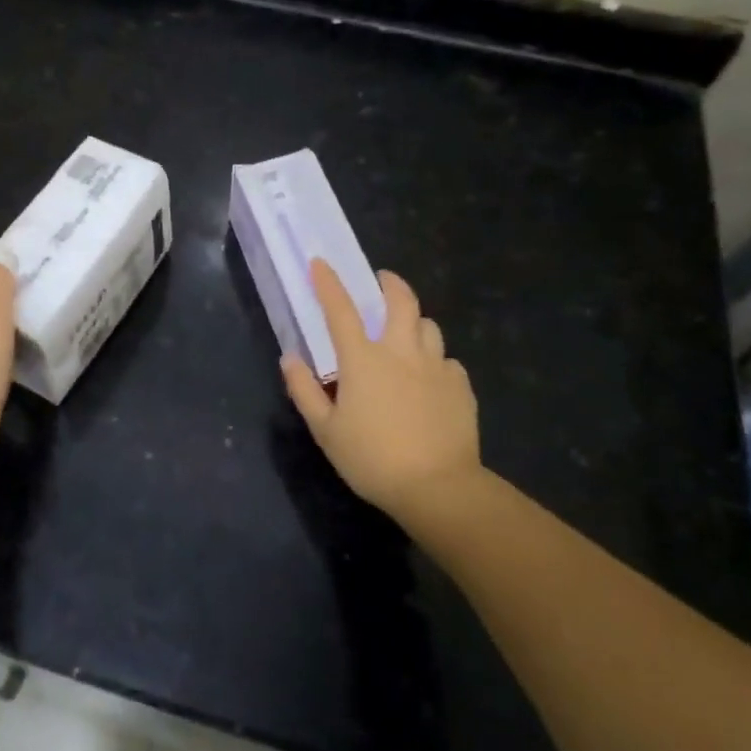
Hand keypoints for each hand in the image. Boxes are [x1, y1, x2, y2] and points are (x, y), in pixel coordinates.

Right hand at [282, 259, 481, 524]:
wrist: (438, 487)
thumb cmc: (372, 459)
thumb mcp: (326, 431)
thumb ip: (305, 391)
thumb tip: (290, 359)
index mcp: (363, 359)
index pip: (341, 310)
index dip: (328, 283)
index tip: (320, 263)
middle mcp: (401, 352)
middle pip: (401, 301)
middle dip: (391, 283)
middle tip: (383, 280)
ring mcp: (436, 367)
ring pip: (429, 326)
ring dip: (415, 322)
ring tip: (407, 332)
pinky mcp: (460, 386)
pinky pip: (447, 361)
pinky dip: (435, 361)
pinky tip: (430, 379)